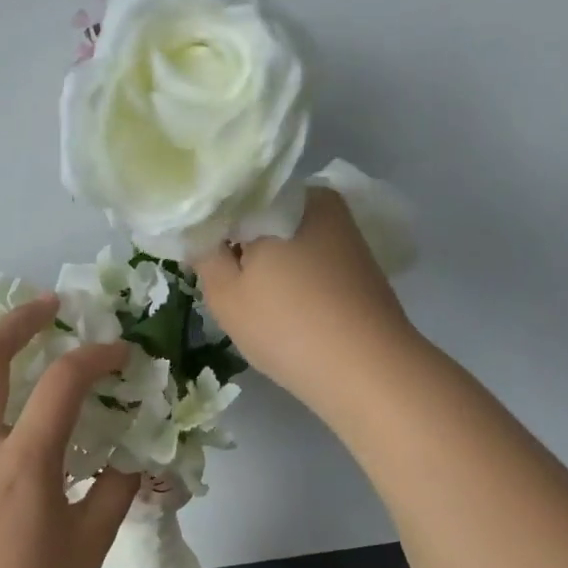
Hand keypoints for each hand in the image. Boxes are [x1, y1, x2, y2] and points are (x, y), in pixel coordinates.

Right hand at [192, 189, 416, 414]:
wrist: (368, 370)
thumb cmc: (287, 326)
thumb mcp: (226, 295)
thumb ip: (204, 256)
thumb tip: (200, 233)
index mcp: (283, 197)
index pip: (232, 197)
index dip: (210, 224)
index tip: (199, 255)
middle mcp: (320, 202)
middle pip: (263, 215)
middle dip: (242, 243)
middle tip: (225, 282)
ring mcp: (346, 231)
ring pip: (289, 238)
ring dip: (269, 262)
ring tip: (255, 299)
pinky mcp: (360, 262)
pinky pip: (313, 257)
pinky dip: (295, 275)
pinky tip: (287, 306)